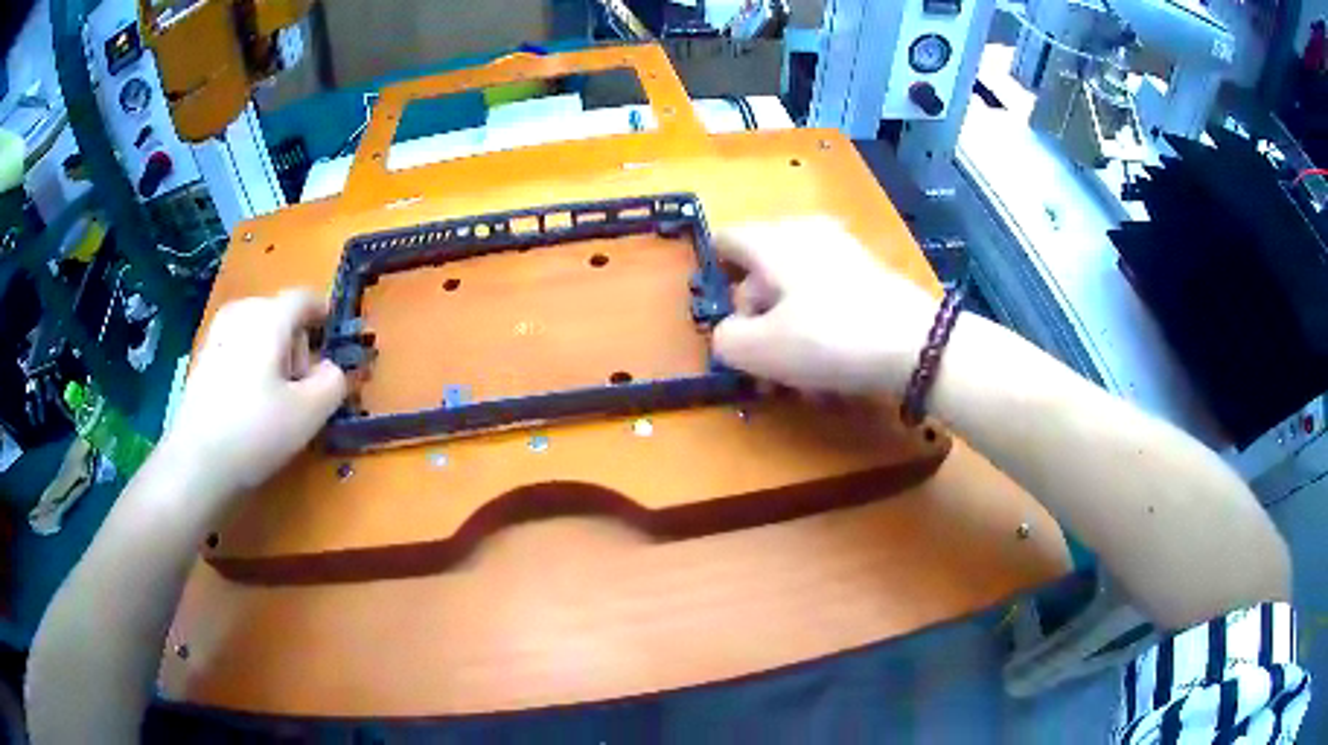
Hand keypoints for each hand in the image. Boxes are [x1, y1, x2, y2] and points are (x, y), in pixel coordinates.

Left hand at [162, 289, 347, 495]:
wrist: (196, 461)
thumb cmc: (255, 430)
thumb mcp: (310, 413)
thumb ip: (334, 382)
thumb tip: (331, 369)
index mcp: (270, 316)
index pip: (306, 298)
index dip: (324, 317)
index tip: (332, 347)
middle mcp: (242, 312)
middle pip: (281, 315)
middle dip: (296, 345)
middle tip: (300, 388)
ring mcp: (217, 333)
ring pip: (258, 332)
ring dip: (273, 356)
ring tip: (272, 399)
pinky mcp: (202, 357)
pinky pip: (238, 348)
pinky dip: (250, 366)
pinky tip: (246, 404)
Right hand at [712, 217, 937, 395]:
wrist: (919, 345)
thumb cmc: (829, 338)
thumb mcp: (760, 349)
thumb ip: (726, 340)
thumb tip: (731, 334)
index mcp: (773, 240)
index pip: (724, 242)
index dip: (715, 279)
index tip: (727, 322)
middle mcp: (805, 234)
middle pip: (760, 274)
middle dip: (756, 325)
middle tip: (763, 371)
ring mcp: (842, 252)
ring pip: (795, 293)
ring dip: (788, 337)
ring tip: (800, 383)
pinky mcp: (869, 275)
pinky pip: (827, 299)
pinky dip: (819, 331)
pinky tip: (830, 372)